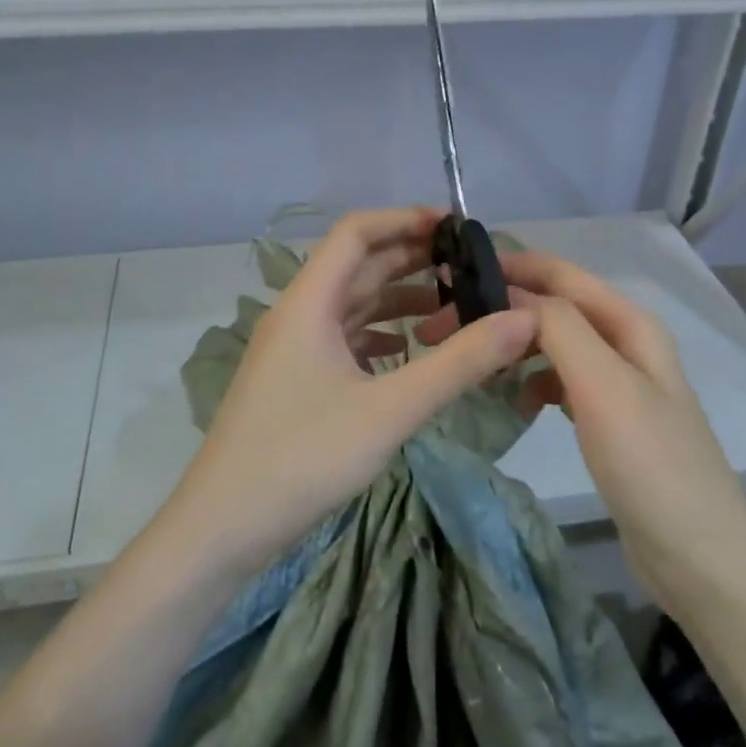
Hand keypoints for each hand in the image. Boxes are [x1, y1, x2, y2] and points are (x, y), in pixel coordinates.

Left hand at [155, 207, 538, 580]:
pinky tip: (413, 352)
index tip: (457, 228)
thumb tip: (523, 320)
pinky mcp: (297, 381)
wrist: (222, 527)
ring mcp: (294, 349)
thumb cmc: (302, 458)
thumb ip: (458, 363)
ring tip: (456, 308)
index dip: (405, 220)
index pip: (356, 233)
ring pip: (353, 306)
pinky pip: (346, 340)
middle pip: (358, 267)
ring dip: (400, 301)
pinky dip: (382, 336)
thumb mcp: (390, 410)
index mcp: (309, 302)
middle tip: (471, 269)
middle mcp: (298, 314)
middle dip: (413, 261)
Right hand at [419, 248, 745, 609]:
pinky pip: (561, 382)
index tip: (451, 275)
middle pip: (555, 306)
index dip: (509, 266)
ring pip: (554, 344)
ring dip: (515, 345)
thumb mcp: (603, 385)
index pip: (559, 273)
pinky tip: (515, 403)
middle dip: (503, 309)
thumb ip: (559, 327)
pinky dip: (533, 382)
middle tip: (444, 327)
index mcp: (629, 323)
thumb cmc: (650, 464)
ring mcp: (618, 383)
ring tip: (473, 361)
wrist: (698, 558)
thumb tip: (510, 293)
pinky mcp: (609, 419)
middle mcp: (625, 343)